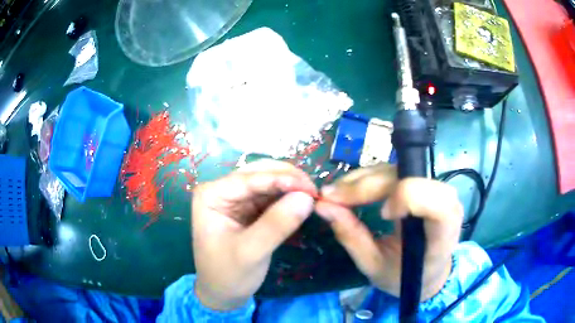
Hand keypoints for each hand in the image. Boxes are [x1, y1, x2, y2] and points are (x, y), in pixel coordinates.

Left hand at [192, 159, 316, 310]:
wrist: (222, 293)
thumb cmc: (228, 274)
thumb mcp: (251, 252)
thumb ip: (277, 224)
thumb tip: (307, 197)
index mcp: (211, 195)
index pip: (250, 179)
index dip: (282, 179)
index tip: (311, 188)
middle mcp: (222, 190)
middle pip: (259, 173)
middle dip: (288, 179)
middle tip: (315, 191)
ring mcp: (235, 198)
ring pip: (268, 181)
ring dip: (291, 186)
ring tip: (313, 196)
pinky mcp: (248, 208)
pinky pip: (271, 195)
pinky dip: (288, 197)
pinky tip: (302, 202)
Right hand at [315, 163, 462, 300]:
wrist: (425, 272)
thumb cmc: (404, 276)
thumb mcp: (374, 267)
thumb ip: (352, 237)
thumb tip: (322, 206)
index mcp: (442, 233)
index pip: (436, 200)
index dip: (406, 197)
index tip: (381, 214)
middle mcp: (446, 203)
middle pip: (410, 178)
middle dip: (369, 185)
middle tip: (331, 197)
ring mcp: (435, 189)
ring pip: (399, 169)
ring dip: (365, 179)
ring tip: (337, 194)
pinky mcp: (422, 185)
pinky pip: (395, 171)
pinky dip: (370, 178)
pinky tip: (351, 189)